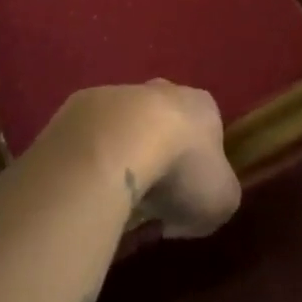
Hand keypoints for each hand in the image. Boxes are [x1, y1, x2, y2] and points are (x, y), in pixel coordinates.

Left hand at [49, 81, 241, 238]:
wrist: (116, 144)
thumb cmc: (180, 169)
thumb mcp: (221, 200)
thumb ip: (217, 200)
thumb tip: (187, 211)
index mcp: (203, 106)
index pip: (208, 133)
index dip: (201, 168)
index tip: (187, 199)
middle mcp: (163, 90)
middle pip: (165, 124)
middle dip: (159, 156)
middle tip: (150, 197)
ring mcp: (119, 93)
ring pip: (126, 128)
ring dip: (123, 157)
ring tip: (114, 199)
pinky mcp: (80, 106)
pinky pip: (92, 139)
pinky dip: (92, 161)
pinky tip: (90, 188)